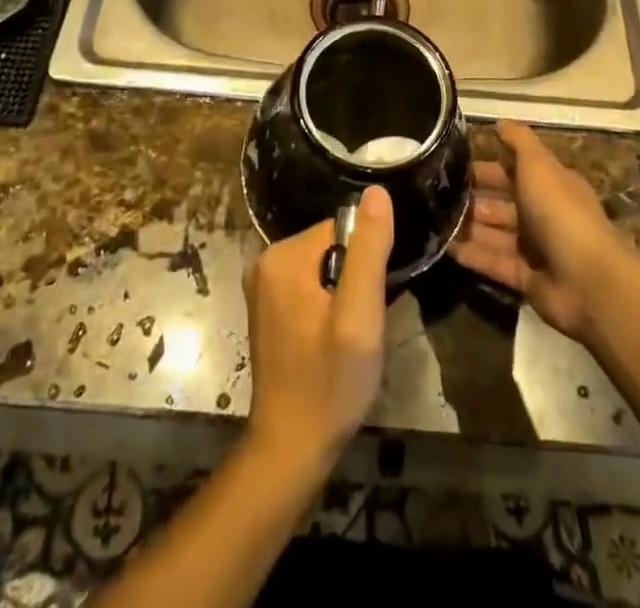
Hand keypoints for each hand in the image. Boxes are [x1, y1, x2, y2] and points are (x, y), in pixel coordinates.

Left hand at [244, 185, 393, 466]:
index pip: (341, 230)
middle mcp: (265, 260)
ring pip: (323, 267)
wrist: (291, 448)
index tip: (370, 301)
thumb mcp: (360, 316)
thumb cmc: (330, 383)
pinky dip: (327, 305)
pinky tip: (332, 341)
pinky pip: (309, 285)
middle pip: (331, 247)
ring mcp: (263, 285)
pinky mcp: (268, 307)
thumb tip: (376, 191)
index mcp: (283, 256)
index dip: (365, 262)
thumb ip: (369, 250)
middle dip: (354, 278)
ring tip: (348, 336)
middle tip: (361, 324)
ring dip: (343, 294)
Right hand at [451, 119, 633, 342]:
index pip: (511, 171)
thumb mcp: (539, 165)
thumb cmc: (561, 212)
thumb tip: (499, 121)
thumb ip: (519, 141)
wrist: (589, 281)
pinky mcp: (525, 278)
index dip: (484, 167)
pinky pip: (493, 262)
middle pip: (500, 202)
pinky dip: (471, 255)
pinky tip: (443, 247)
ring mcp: (534, 248)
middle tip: (433, 194)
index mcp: (548, 184)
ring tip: (431, 220)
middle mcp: (541, 214)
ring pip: (493, 232)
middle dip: (470, 198)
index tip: (450, 164)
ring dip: (466, 226)